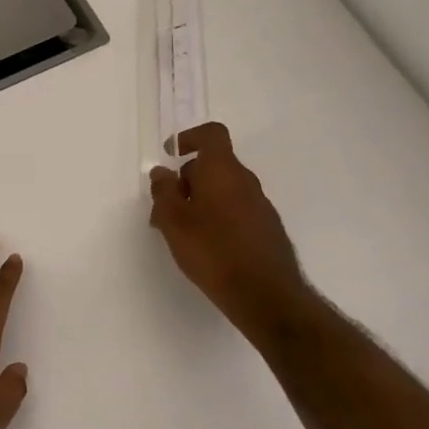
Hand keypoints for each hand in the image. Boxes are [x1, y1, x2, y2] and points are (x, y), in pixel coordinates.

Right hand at [149, 123, 313, 342]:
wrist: (265, 294)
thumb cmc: (213, 251)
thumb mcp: (174, 221)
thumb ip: (164, 191)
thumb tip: (161, 172)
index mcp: (222, 170)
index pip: (211, 134)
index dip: (189, 137)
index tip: (170, 154)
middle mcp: (245, 180)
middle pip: (214, 165)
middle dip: (187, 179)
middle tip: (165, 207)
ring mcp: (260, 205)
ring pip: (224, 189)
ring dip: (201, 200)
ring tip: (181, 232)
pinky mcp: (267, 228)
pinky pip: (236, 209)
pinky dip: (218, 216)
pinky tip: (206, 246)